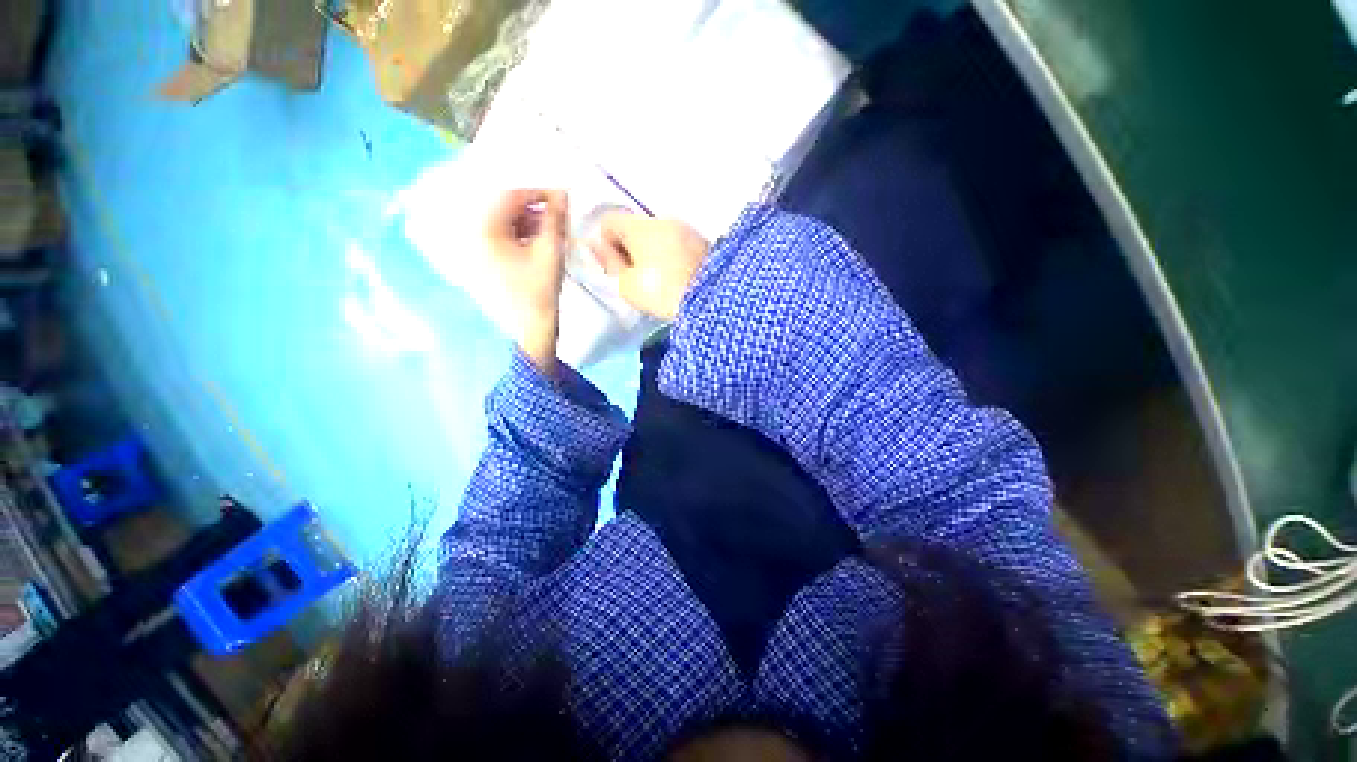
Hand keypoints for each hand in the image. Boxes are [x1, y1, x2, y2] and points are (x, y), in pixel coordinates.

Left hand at [484, 189, 570, 371]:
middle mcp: (477, 236)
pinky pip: (505, 238)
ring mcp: (481, 250)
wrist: (531, 328)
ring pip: (506, 223)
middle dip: (534, 209)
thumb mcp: (550, 252)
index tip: (562, 197)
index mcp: (486, 231)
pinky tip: (541, 244)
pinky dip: (524, 235)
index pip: (510, 196)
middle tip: (559, 216)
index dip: (538, 192)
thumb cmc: (540, 291)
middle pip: (506, 209)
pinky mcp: (489, 262)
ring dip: (530, 222)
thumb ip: (555, 220)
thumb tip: (562, 194)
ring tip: (553, 232)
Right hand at [587, 213, 709, 320]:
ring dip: (652, 253)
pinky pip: (677, 244)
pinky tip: (678, 277)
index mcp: (640, 227)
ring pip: (658, 237)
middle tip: (637, 279)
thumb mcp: (628, 285)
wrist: (715, 298)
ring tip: (660, 281)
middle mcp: (663, 220)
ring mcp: (686, 229)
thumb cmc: (664, 292)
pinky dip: (671, 256)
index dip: (606, 244)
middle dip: (631, 250)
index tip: (616, 268)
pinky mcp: (703, 241)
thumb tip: (596, 245)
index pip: (609, 221)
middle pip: (635, 229)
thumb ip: (610, 264)